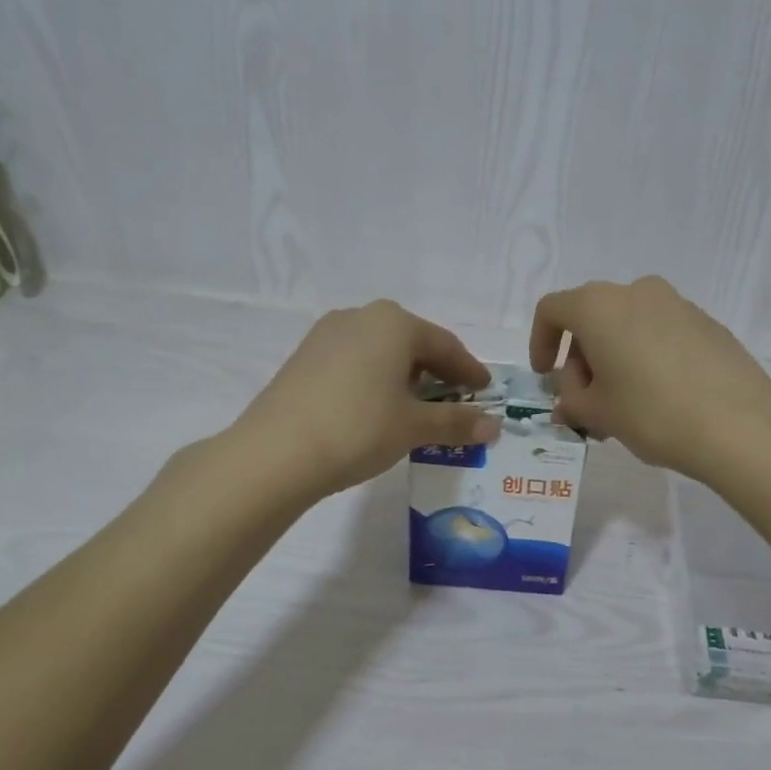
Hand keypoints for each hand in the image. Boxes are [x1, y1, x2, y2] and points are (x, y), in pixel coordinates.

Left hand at [239, 301, 500, 497]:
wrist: (276, 453)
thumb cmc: (358, 429)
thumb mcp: (414, 427)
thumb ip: (456, 422)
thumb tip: (494, 426)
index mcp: (394, 323)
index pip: (445, 344)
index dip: (469, 370)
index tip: (485, 390)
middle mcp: (360, 317)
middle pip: (412, 343)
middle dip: (436, 371)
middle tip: (455, 398)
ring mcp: (327, 335)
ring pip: (381, 351)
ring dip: (405, 375)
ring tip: (417, 406)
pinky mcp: (304, 358)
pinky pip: (355, 361)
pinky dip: (375, 380)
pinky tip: (377, 407)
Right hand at [530, 276, 770, 479]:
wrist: (739, 426)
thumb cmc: (651, 414)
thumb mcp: (598, 413)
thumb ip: (572, 401)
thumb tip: (570, 399)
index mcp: (599, 306)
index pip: (552, 310)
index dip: (540, 343)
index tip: (547, 377)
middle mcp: (636, 291)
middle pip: (592, 317)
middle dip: (581, 358)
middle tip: (586, 402)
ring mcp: (677, 303)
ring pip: (628, 325)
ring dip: (614, 359)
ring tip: (623, 406)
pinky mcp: (707, 323)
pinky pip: (661, 332)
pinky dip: (646, 356)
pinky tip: (659, 397)